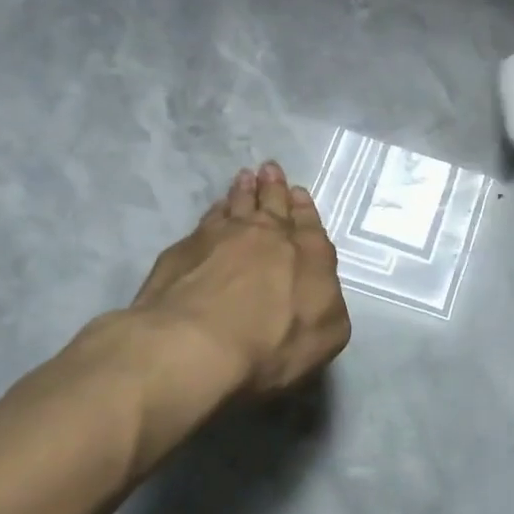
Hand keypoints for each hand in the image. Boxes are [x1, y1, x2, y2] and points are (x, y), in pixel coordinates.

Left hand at [130, 161, 352, 399]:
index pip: (309, 225)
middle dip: (274, 186)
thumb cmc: (273, 344)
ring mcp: (222, 237)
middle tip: (269, 168)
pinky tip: (214, 210)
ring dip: (243, 191)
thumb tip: (320, 286)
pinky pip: (206, 221)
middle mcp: (267, 235)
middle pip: (272, 204)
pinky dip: (215, 211)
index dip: (304, 208)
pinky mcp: (184, 250)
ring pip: (237, 205)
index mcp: (308, 254)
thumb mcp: (327, 333)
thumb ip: (329, 303)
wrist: (196, 345)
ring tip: (244, 177)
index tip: (297, 192)